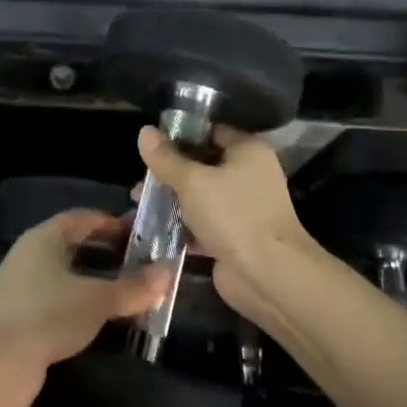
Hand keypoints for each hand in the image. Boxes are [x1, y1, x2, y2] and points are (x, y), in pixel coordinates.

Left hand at [0, 210, 167, 406]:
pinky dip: (79, 307)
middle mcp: (30, 256)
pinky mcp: (19, 319)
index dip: (111, 223)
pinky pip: (56, 303)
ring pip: (65, 277)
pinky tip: (99, 323)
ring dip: (94, 283)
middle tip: (139, 264)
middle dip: (105, 254)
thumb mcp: (97, 300)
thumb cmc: (48, 315)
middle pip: (73, 246)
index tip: (139, 233)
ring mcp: (21, 289)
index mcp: (44, 238)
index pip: (81, 218)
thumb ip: (133, 287)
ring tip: (127, 294)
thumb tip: (167, 272)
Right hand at [136, 126, 318, 326]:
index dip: (181, 135)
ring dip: (173, 199)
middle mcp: (249, 175)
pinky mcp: (234, 236)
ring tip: (138, 201)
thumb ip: (166, 158)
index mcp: (248, 150)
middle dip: (171, 171)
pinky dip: (182, 225)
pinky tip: (153, 226)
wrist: (267, 275)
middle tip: (140, 177)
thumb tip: (144, 131)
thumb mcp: (192, 181)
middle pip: (203, 165)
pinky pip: (203, 224)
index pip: (211, 132)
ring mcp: (243, 208)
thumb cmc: (233, 214)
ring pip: (201, 196)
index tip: (151, 142)